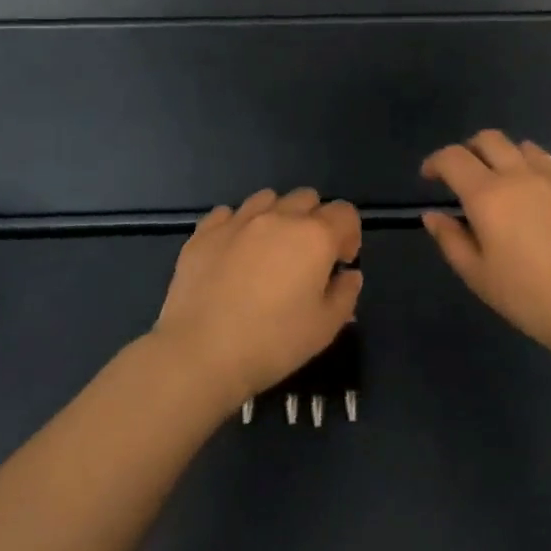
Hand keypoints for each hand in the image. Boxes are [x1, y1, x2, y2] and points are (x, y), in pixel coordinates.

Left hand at [154, 187, 362, 409]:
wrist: (201, 352)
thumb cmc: (273, 342)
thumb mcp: (325, 328)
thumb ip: (345, 294)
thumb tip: (348, 274)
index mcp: (314, 236)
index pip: (345, 213)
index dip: (349, 235)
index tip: (340, 264)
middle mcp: (278, 217)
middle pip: (307, 198)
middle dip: (314, 220)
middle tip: (306, 258)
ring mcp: (238, 220)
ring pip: (267, 198)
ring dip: (276, 217)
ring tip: (268, 251)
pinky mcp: (205, 232)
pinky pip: (228, 213)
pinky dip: (238, 226)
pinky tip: (233, 254)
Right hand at [421, 130, 550, 366]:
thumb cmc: (528, 297)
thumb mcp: (478, 275)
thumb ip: (450, 239)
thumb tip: (433, 215)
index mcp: (488, 195)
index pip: (453, 157)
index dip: (435, 162)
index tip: (430, 177)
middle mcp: (519, 175)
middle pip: (488, 139)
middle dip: (469, 150)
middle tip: (463, 176)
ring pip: (522, 147)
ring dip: (504, 156)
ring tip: (503, 184)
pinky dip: (534, 171)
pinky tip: (538, 200)